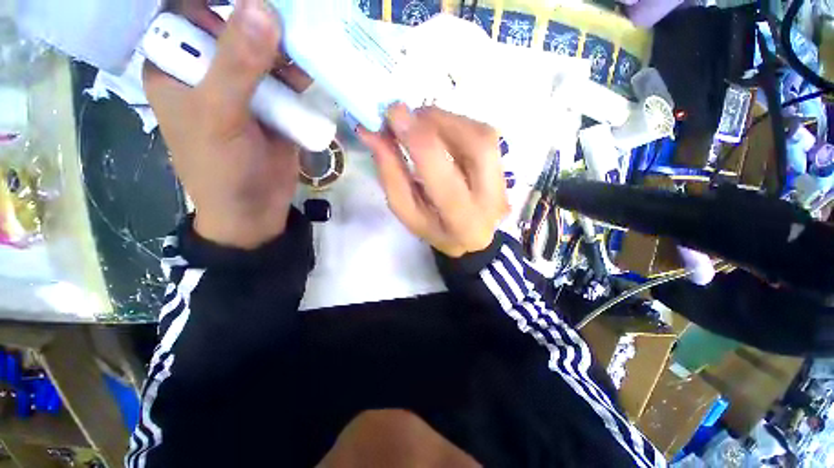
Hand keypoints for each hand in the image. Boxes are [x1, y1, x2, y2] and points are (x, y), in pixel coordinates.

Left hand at [144, 0, 309, 248]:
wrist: (256, 207)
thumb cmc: (222, 168)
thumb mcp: (221, 115)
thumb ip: (238, 64)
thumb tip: (263, 7)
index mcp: (176, 64)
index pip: (187, 9)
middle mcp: (208, 68)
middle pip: (231, 23)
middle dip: (257, 14)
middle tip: (288, 8)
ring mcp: (244, 85)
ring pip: (263, 47)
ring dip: (284, 41)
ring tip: (305, 33)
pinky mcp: (273, 102)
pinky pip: (286, 75)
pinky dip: (299, 69)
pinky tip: (311, 65)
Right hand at [358, 105, 509, 256]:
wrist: (473, 237)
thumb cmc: (435, 228)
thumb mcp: (407, 212)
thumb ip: (391, 175)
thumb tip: (372, 133)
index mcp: (462, 220)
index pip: (444, 178)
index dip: (420, 141)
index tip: (393, 114)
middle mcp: (491, 198)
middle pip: (476, 146)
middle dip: (438, 121)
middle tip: (409, 117)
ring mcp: (503, 180)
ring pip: (482, 134)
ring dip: (446, 119)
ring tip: (421, 123)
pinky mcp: (505, 165)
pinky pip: (483, 132)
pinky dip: (456, 123)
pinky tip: (440, 130)